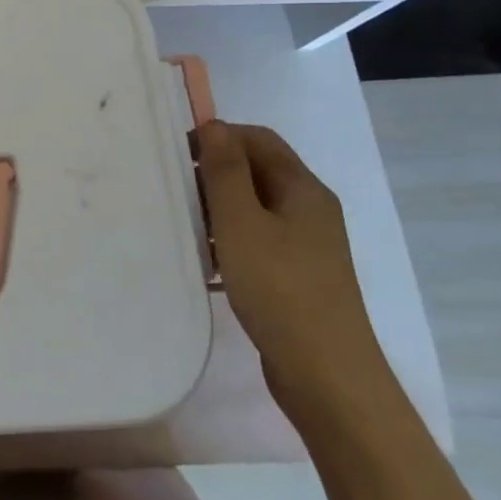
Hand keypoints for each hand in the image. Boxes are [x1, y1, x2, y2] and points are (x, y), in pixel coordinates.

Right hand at [195, 121, 396, 418]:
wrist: (326, 374)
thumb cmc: (279, 288)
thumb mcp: (241, 223)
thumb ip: (224, 170)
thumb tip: (213, 124)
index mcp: (303, 189)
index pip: (257, 139)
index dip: (217, 136)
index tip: (176, 154)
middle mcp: (310, 209)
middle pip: (257, 170)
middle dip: (213, 172)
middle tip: (174, 190)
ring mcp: (306, 244)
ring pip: (254, 206)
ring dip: (217, 208)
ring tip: (184, 225)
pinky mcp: (296, 274)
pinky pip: (257, 238)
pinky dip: (229, 239)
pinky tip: (206, 262)